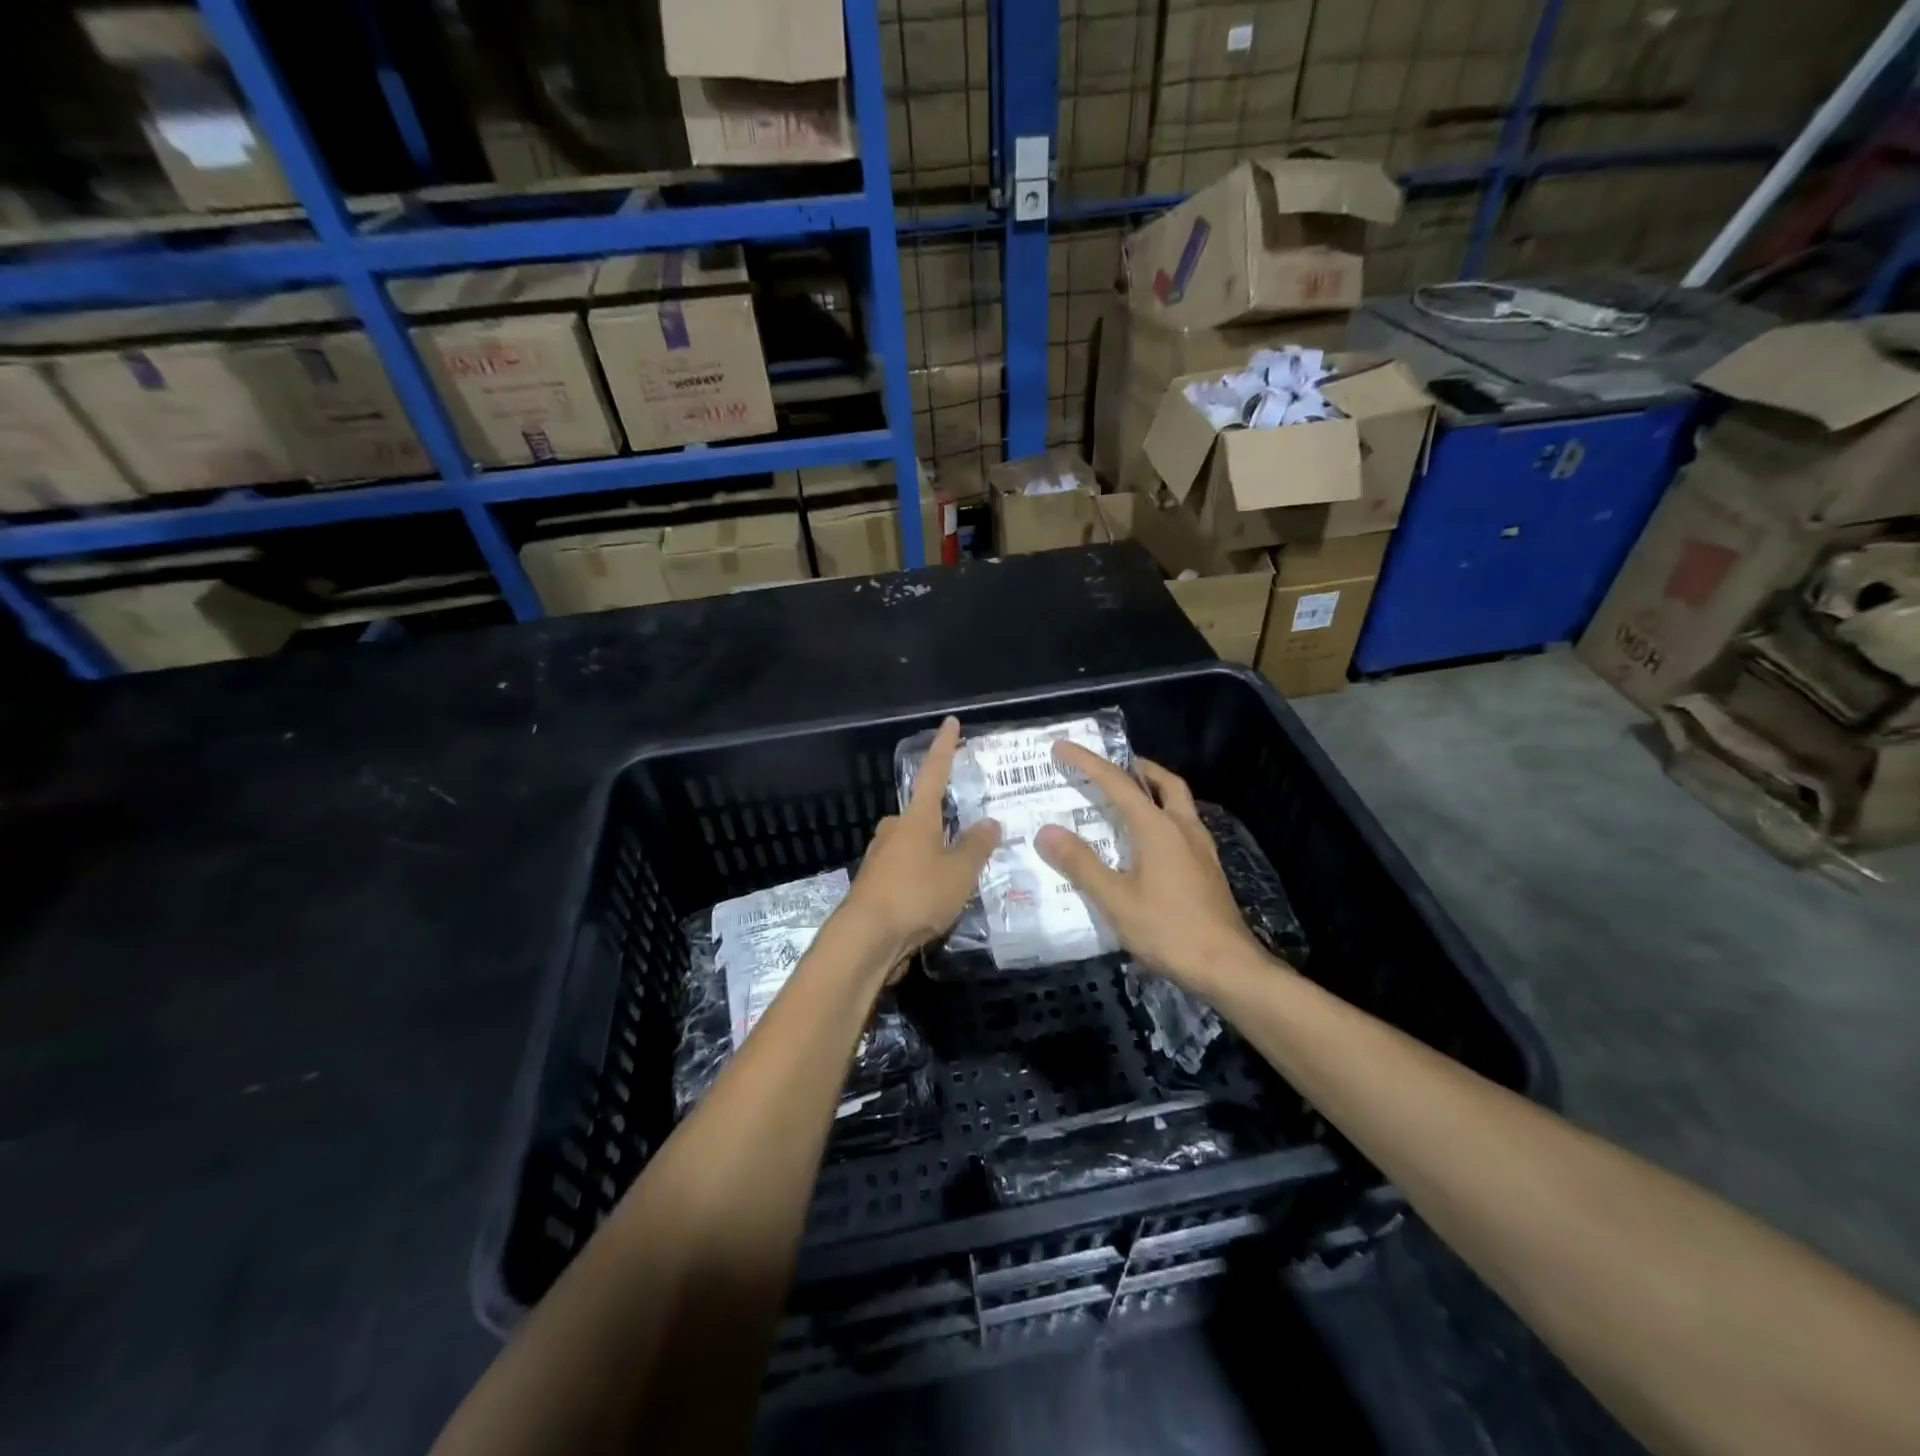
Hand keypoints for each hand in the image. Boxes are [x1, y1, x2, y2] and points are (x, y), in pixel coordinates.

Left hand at [840, 717, 1000, 967]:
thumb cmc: (916, 895)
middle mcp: (894, 831)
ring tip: (958, 877)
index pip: (934, 773)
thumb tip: (990, 822)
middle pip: (922, 816)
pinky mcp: (874, 885)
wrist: (866, 938)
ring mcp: (880, 858)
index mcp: (916, 818)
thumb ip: (977, 846)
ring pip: (914, 846)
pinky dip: (921, 879)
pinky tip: (935, 900)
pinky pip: (905, 871)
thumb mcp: (959, 872)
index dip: (945, 747)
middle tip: (968, 836)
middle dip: (942, 823)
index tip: (950, 722)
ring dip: (933, 855)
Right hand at [1034, 746, 1271, 993]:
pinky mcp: (1208, 870)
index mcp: (1158, 828)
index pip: (1117, 783)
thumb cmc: (1168, 930)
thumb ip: (1081, 864)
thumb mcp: (1115, 899)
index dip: (1088, 763)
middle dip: (1137, 768)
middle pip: (1164, 783)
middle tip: (1111, 767)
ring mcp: (1201, 849)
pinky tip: (1149, 843)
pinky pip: (1183, 826)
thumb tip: (1046, 831)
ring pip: (1178, 803)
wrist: (1228, 967)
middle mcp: (1183, 829)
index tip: (1062, 747)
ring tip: (1127, 800)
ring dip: (1153, 791)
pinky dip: (1163, 817)